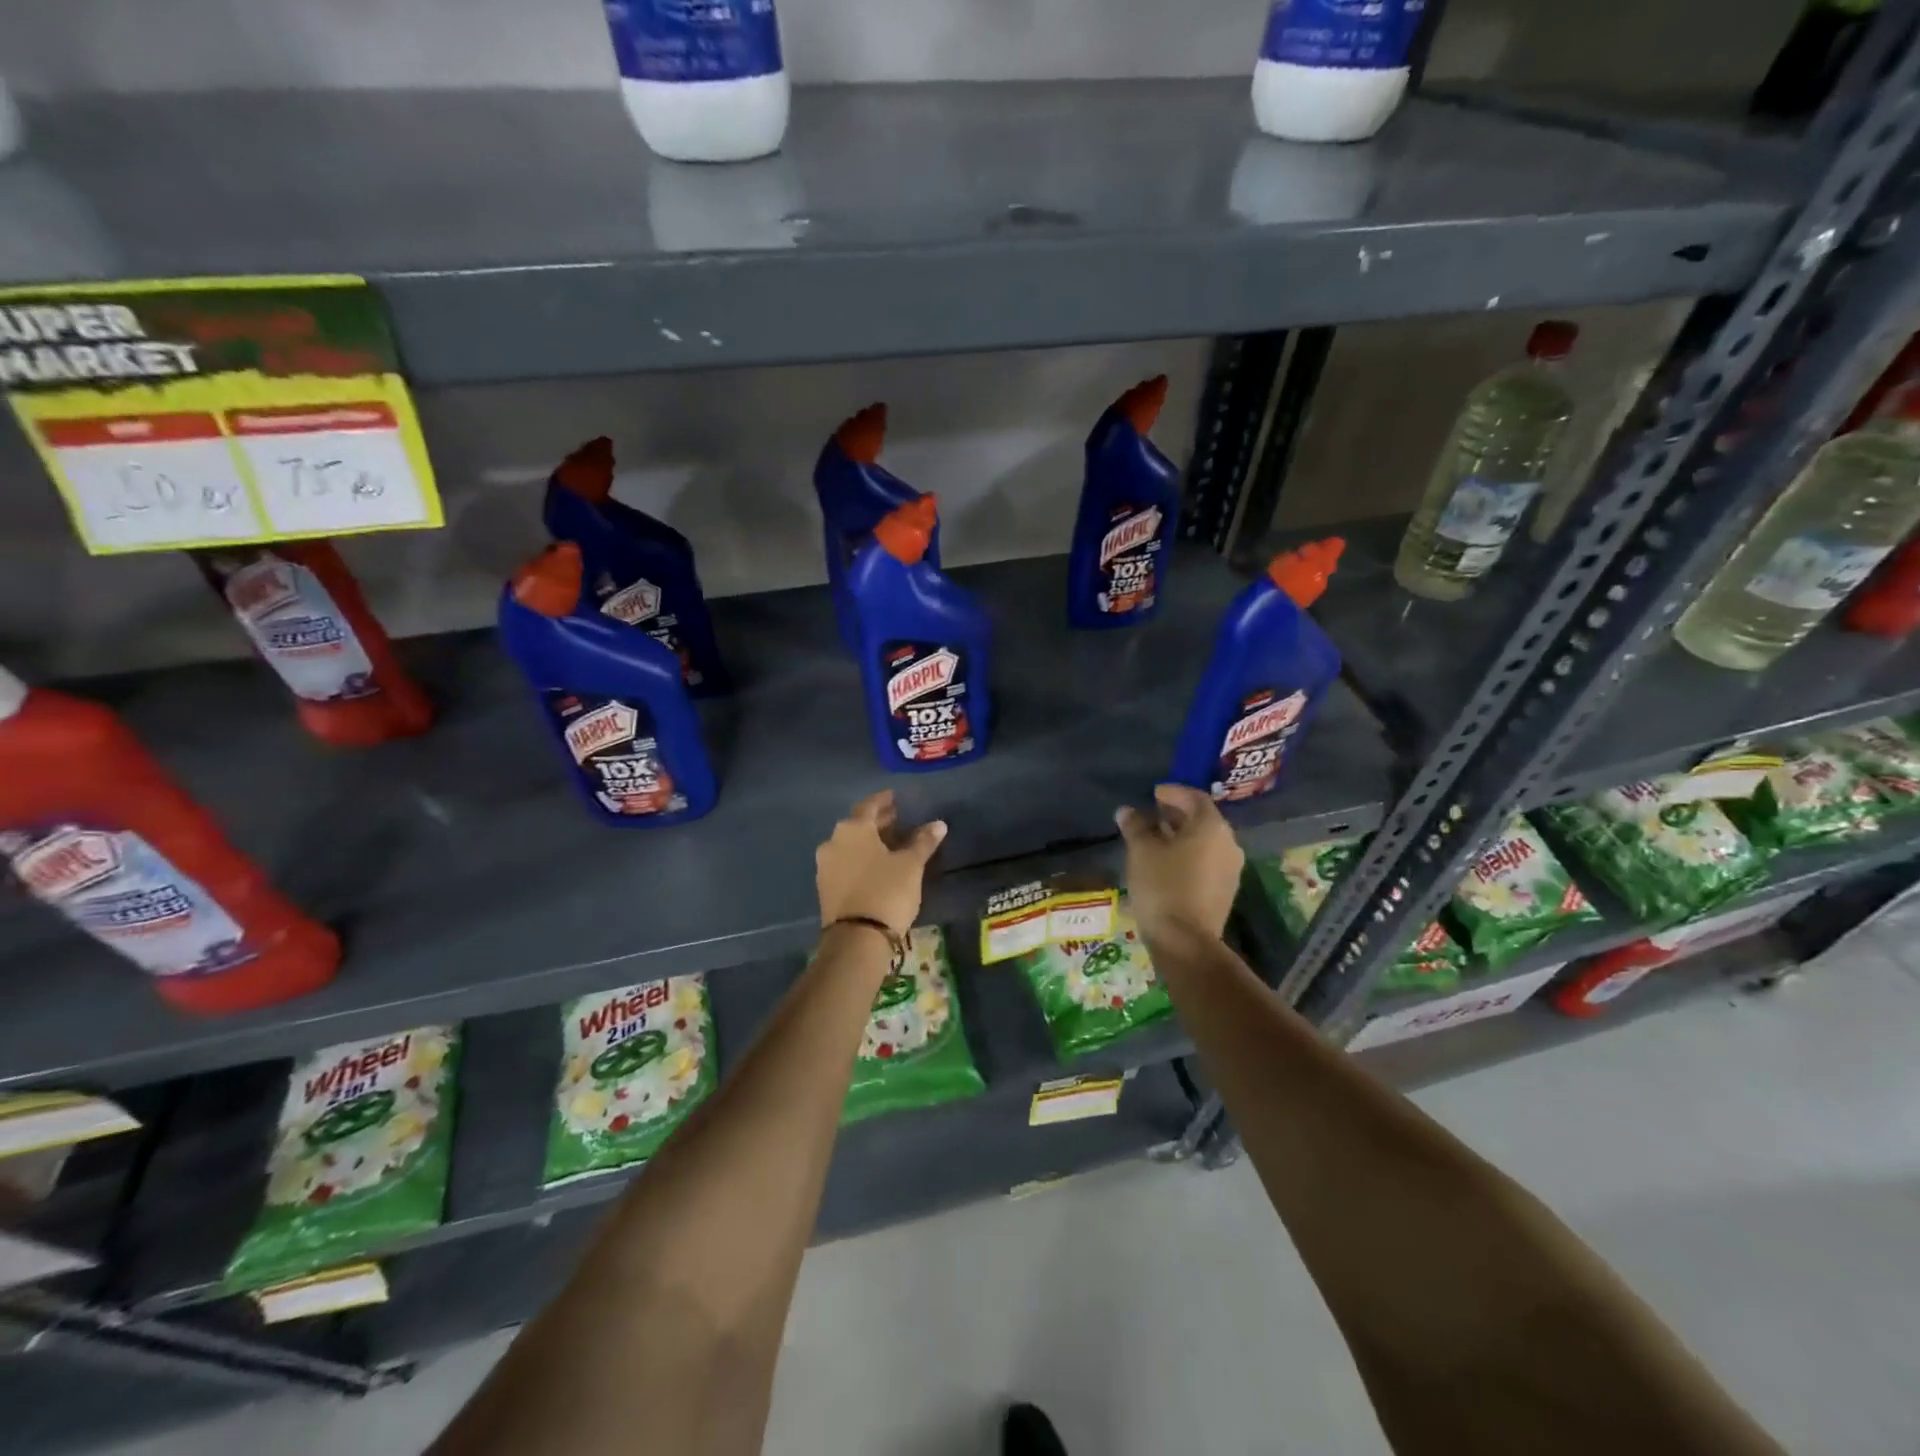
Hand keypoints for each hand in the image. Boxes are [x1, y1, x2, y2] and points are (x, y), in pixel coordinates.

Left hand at [816, 790, 946, 935]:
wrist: (857, 938)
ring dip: (868, 841)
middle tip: (897, 820)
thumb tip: (938, 824)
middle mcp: (833, 841)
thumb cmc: (887, 891)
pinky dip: (860, 858)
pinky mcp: (824, 887)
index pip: (870, 805)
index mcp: (853, 828)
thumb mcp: (911, 865)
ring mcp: (825, 865)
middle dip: (877, 822)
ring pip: (850, 844)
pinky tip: (875, 866)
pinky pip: (845, 862)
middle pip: (858, 824)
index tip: (895, 798)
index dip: (884, 801)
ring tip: (890, 845)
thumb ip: (923, 841)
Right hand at [1115, 784, 1243, 940]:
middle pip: (1203, 819)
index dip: (1173, 792)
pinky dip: (1189, 854)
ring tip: (1156, 838)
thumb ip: (1136, 826)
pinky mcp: (1226, 889)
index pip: (1194, 798)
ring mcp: (1231, 868)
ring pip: (1205, 841)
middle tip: (1152, 814)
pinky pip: (1207, 860)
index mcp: (1211, 826)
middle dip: (1177, 814)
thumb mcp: (1142, 851)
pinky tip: (1167, 862)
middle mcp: (1228, 843)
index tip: (1154, 794)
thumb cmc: (1162, 886)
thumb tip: (1127, 811)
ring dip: (1182, 835)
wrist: (1185, 941)